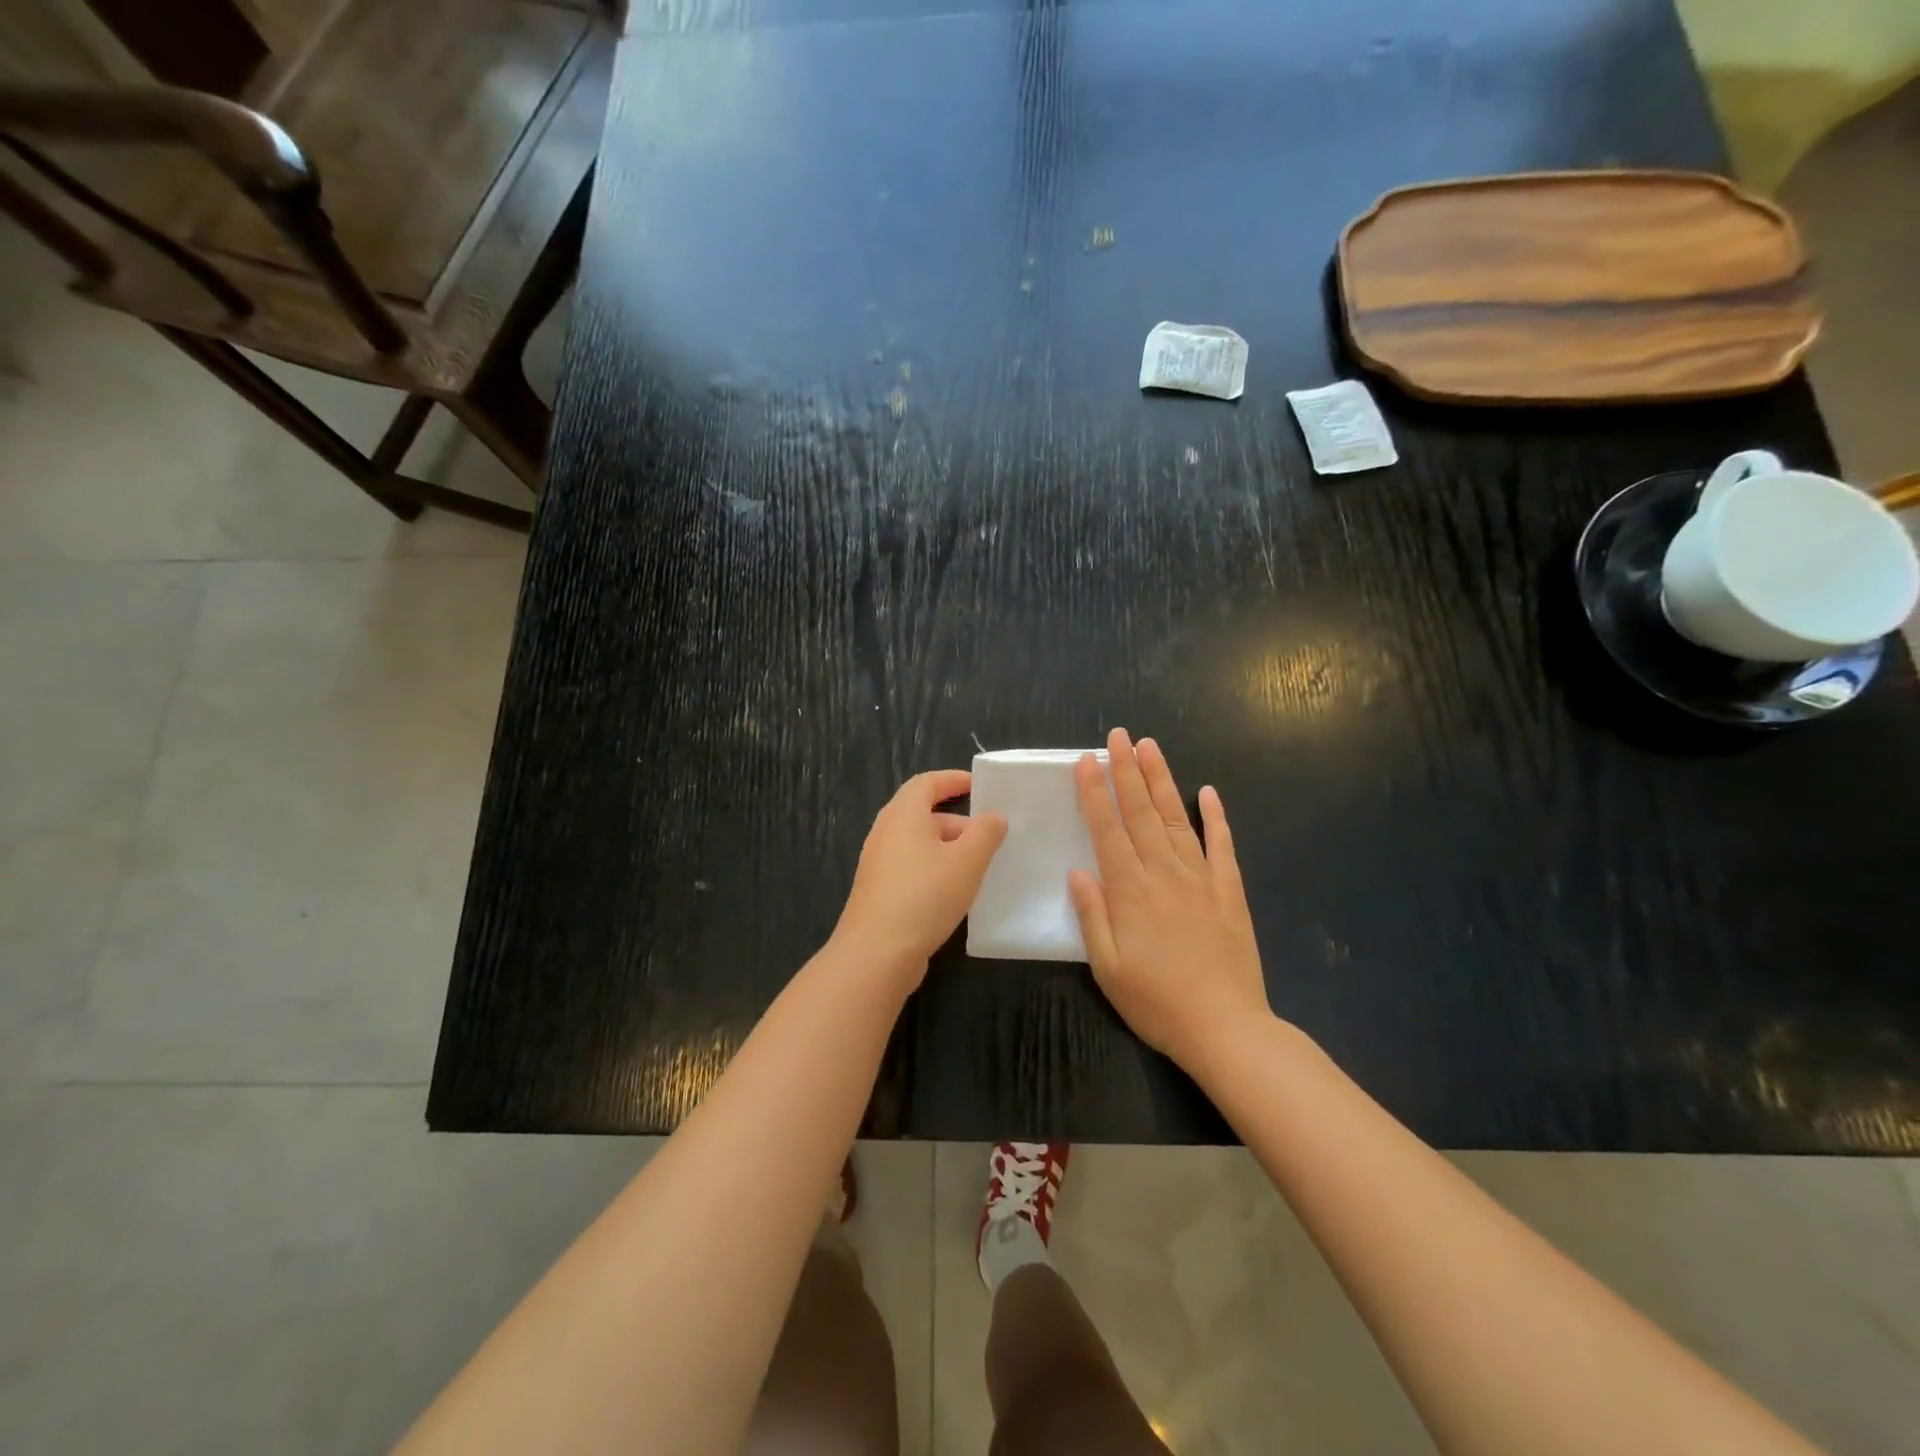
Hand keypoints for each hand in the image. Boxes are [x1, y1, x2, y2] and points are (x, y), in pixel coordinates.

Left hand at [831, 769, 1007, 987]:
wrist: (877, 952)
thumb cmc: (925, 895)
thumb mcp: (968, 860)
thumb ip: (986, 832)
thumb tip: (993, 816)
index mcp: (903, 814)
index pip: (927, 783)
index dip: (953, 780)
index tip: (978, 786)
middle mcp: (885, 832)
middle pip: (922, 813)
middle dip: (956, 821)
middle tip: (988, 835)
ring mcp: (878, 863)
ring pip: (917, 843)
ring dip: (947, 848)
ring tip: (977, 866)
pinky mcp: (878, 890)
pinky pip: (910, 867)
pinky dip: (933, 868)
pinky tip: (953, 892)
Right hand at [1069, 728, 1270, 1071]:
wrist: (1226, 1029)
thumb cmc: (1156, 1002)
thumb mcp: (1107, 967)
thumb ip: (1092, 915)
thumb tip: (1078, 871)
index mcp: (1130, 891)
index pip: (1107, 829)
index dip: (1095, 792)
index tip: (1086, 761)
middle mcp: (1164, 874)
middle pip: (1141, 812)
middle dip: (1127, 770)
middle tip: (1118, 736)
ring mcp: (1201, 879)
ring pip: (1176, 819)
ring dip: (1162, 780)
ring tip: (1150, 747)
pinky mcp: (1230, 891)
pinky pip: (1222, 846)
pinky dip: (1216, 817)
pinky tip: (1209, 793)